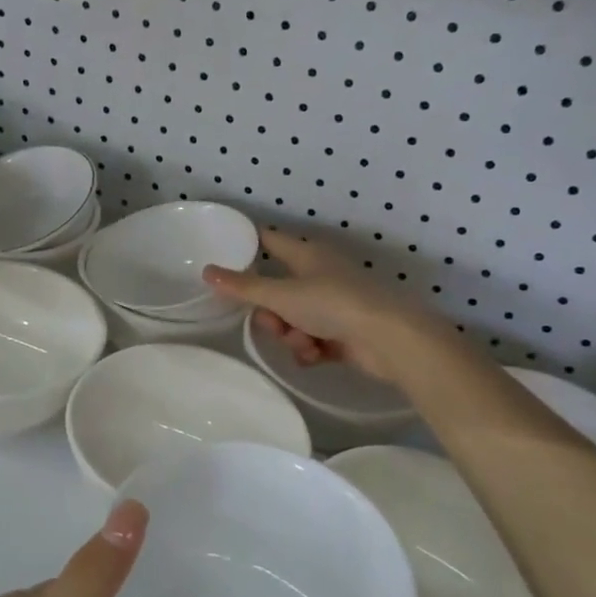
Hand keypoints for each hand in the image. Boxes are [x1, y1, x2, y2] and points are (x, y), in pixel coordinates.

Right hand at [203, 230, 446, 382]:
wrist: (388, 339)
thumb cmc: (333, 305)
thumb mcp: (282, 296)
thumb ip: (243, 287)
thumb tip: (207, 270)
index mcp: (307, 255)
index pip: (270, 240)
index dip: (249, 244)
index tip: (225, 254)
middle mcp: (320, 275)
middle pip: (277, 290)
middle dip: (271, 313)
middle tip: (274, 323)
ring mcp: (333, 305)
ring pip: (293, 319)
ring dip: (291, 335)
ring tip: (304, 343)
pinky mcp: (344, 333)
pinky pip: (311, 340)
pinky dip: (309, 349)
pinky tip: (316, 356)